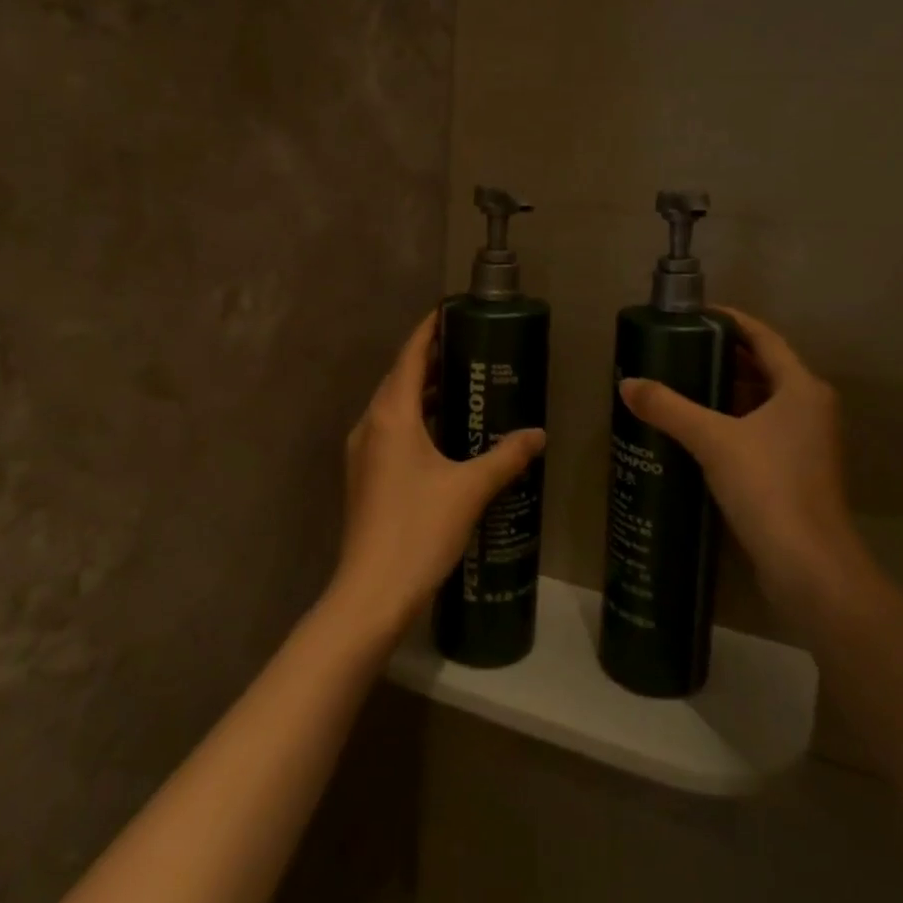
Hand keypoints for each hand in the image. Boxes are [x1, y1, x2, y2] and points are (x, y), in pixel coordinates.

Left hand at [327, 311, 547, 644]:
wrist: (372, 591)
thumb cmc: (419, 530)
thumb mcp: (470, 489)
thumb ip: (506, 457)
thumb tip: (539, 435)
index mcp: (391, 416)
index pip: (410, 357)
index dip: (428, 330)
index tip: (451, 311)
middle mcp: (371, 425)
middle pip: (400, 378)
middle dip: (431, 359)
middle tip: (471, 348)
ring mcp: (363, 452)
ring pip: (394, 406)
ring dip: (424, 391)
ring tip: (463, 384)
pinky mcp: (365, 476)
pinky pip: (391, 431)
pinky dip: (416, 419)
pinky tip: (445, 434)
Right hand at [618, 308, 872, 622]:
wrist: (809, 566)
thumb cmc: (769, 487)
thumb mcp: (713, 440)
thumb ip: (669, 408)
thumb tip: (627, 384)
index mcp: (801, 388)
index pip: (764, 338)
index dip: (730, 321)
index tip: (693, 314)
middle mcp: (809, 409)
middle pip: (762, 369)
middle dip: (720, 358)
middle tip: (675, 350)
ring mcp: (805, 443)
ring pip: (759, 404)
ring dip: (723, 393)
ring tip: (677, 386)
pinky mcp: (794, 472)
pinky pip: (757, 432)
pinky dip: (729, 424)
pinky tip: (694, 431)